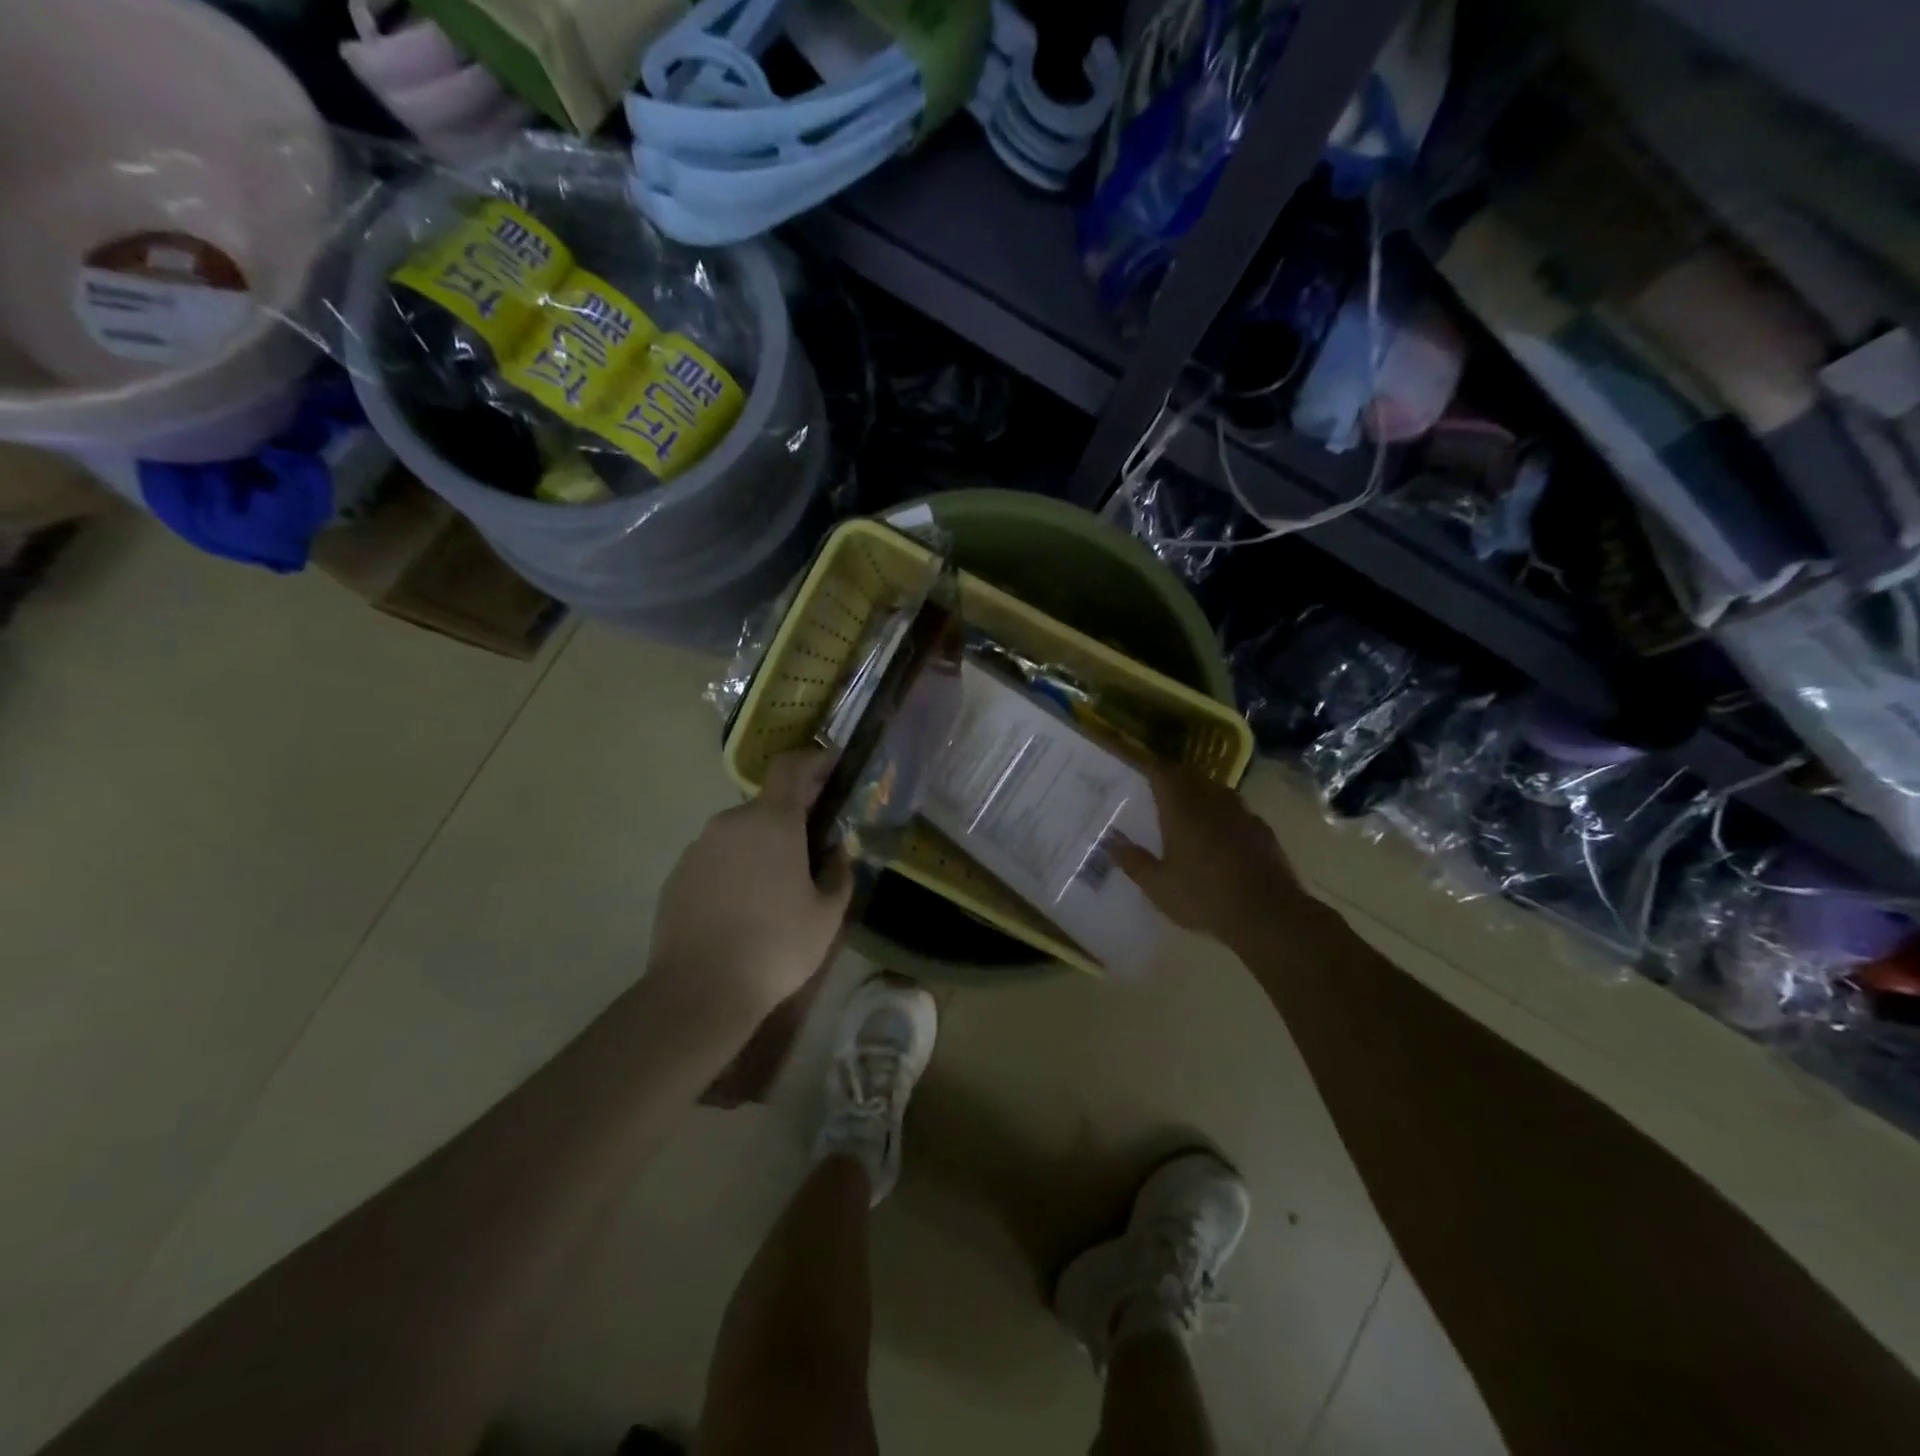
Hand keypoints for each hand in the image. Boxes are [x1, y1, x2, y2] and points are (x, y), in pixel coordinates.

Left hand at [649, 750, 853, 1015]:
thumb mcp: (827, 915)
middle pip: (767, 805)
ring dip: (761, 847)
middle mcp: (731, 823)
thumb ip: (839, 874)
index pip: (791, 768)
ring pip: (740, 834)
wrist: (700, 990)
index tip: (833, 765)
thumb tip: (839, 853)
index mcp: (772, 821)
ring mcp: (698, 848)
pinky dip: (734, 870)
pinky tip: (742, 909)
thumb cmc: (777, 946)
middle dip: (791, 818)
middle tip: (812, 848)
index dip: (814, 761)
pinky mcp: (677, 876)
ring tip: (776, 888)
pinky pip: (715, 859)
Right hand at [1113, 767, 1304, 948]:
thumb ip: (1133, 861)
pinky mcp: (1262, 830)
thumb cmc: (1203, 897)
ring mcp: (1241, 813)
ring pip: (1217, 790)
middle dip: (1176, 780)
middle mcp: (1211, 801)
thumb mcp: (1158, 886)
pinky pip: (1238, 811)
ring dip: (1203, 794)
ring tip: (1192, 812)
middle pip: (1191, 776)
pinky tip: (1223, 837)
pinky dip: (1226, 816)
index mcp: (1181, 809)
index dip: (1152, 770)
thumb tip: (1111, 842)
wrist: (1268, 914)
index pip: (1163, 773)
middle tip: (1162, 794)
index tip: (1142, 775)